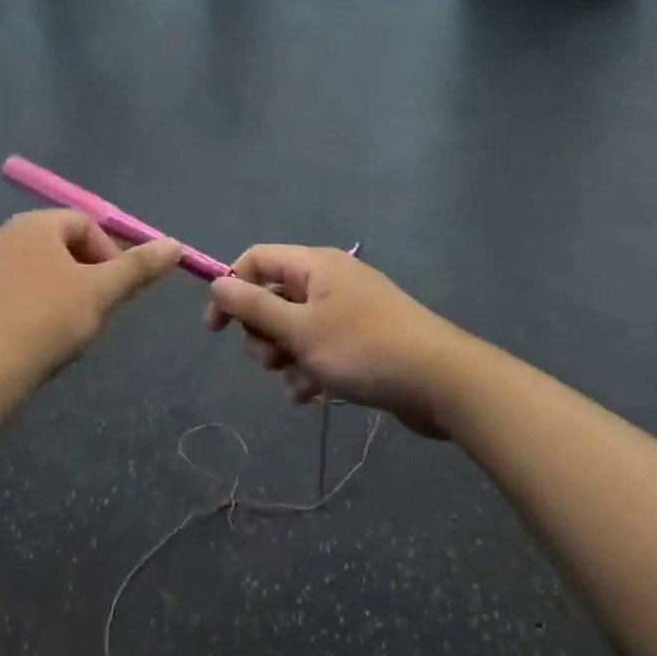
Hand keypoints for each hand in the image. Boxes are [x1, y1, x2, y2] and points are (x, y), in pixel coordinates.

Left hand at [0, 210, 180, 393]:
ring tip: (69, 329)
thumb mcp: (101, 293)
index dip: (111, 255)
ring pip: (39, 272)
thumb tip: (176, 244)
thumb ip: (138, 267)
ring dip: (63, 293)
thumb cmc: (45, 322)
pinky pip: (14, 292)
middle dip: (87, 275)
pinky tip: (38, 340)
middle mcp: (4, 235)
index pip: (86, 225)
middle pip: (61, 246)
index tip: (116, 292)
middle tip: (97, 311)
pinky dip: (34, 308)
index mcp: (35, 225)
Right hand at [204, 246, 469, 437]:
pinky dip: (309, 369)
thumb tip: (218, 283)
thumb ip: (254, 306)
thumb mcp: (299, 329)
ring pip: (295, 328)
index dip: (231, 289)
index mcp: (314, 265)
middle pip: (273, 297)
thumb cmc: (362, 348)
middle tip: (269, 360)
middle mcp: (330, 280)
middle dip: (262, 333)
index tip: (216, 330)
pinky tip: (310, 396)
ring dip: (285, 357)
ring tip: (297, 382)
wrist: (440, 380)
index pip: (256, 259)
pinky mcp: (362, 340)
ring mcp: (348, 310)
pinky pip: (320, 348)